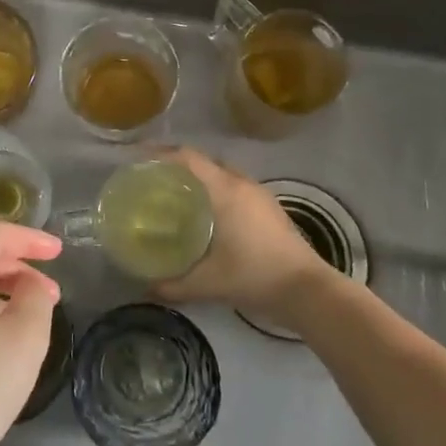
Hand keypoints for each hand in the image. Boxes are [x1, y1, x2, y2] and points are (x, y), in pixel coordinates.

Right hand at [152, 147, 335, 328]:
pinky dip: (214, 190)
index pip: (187, 158)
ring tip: (174, 195)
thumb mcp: (208, 283)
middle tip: (152, 180)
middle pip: (203, 162)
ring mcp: (259, 194)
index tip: (137, 160)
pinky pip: (234, 186)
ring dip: (198, 178)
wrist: (308, 291)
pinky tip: (206, 214)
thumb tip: (143, 287)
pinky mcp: (269, 208)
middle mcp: (241, 183)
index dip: (160, 154)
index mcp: (225, 190)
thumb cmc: (255, 276)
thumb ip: (173, 284)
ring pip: (221, 174)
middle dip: (176, 166)